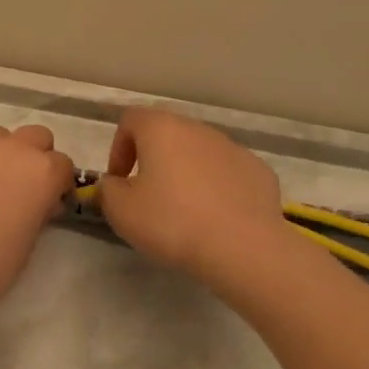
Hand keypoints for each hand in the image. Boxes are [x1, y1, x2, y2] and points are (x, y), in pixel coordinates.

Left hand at [0, 124, 75, 307]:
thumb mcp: (31, 237)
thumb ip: (40, 207)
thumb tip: (40, 200)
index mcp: (43, 171)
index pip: (62, 163)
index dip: (56, 182)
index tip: (47, 200)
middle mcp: (12, 147)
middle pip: (34, 136)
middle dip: (32, 156)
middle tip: (17, 184)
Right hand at [97, 108, 293, 287]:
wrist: (243, 248)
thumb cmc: (173, 222)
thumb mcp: (121, 211)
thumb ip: (108, 190)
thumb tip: (115, 183)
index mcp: (162, 129)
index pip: (131, 119)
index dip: (119, 147)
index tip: (120, 180)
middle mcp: (198, 129)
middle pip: (168, 133)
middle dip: (154, 159)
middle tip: (148, 196)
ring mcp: (233, 148)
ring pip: (200, 152)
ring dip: (187, 173)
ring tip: (185, 211)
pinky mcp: (259, 171)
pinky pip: (228, 173)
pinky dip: (217, 187)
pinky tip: (217, 218)